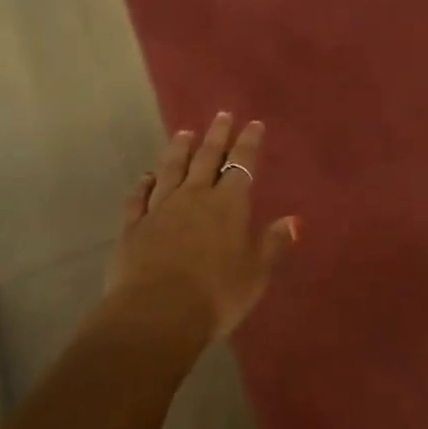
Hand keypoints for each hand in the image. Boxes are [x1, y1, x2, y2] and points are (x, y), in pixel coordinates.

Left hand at [110, 113, 298, 341]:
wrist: (156, 314)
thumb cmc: (216, 295)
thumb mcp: (255, 274)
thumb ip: (272, 244)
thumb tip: (293, 220)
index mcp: (228, 205)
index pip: (242, 164)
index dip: (248, 142)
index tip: (253, 123)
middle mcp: (194, 196)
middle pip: (206, 158)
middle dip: (217, 135)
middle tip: (221, 114)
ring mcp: (160, 209)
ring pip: (171, 169)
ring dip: (179, 149)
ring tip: (184, 133)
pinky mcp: (134, 226)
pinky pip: (139, 197)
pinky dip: (144, 184)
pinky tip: (146, 176)